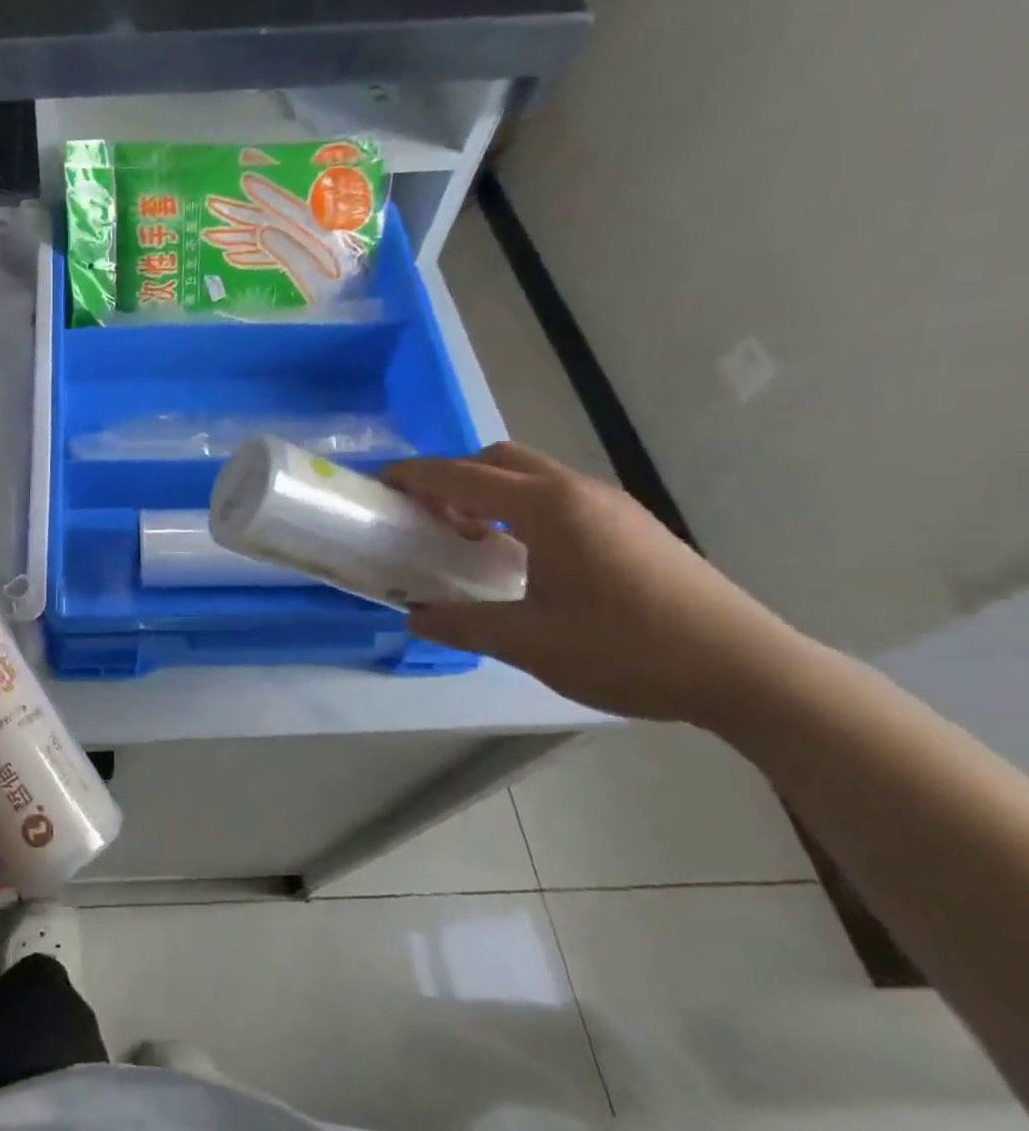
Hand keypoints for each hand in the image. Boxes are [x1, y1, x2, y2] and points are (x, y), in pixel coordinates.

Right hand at [387, 443, 812, 722]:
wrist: (749, 670)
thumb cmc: (629, 650)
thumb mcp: (531, 644)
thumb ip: (464, 624)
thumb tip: (415, 615)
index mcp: (548, 508)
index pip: (463, 476)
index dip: (416, 476)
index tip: (382, 483)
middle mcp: (578, 491)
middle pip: (499, 459)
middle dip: (454, 476)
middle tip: (428, 515)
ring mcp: (612, 505)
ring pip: (532, 475)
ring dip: (490, 492)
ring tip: (471, 537)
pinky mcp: (634, 525)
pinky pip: (559, 496)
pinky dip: (522, 508)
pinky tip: (524, 556)